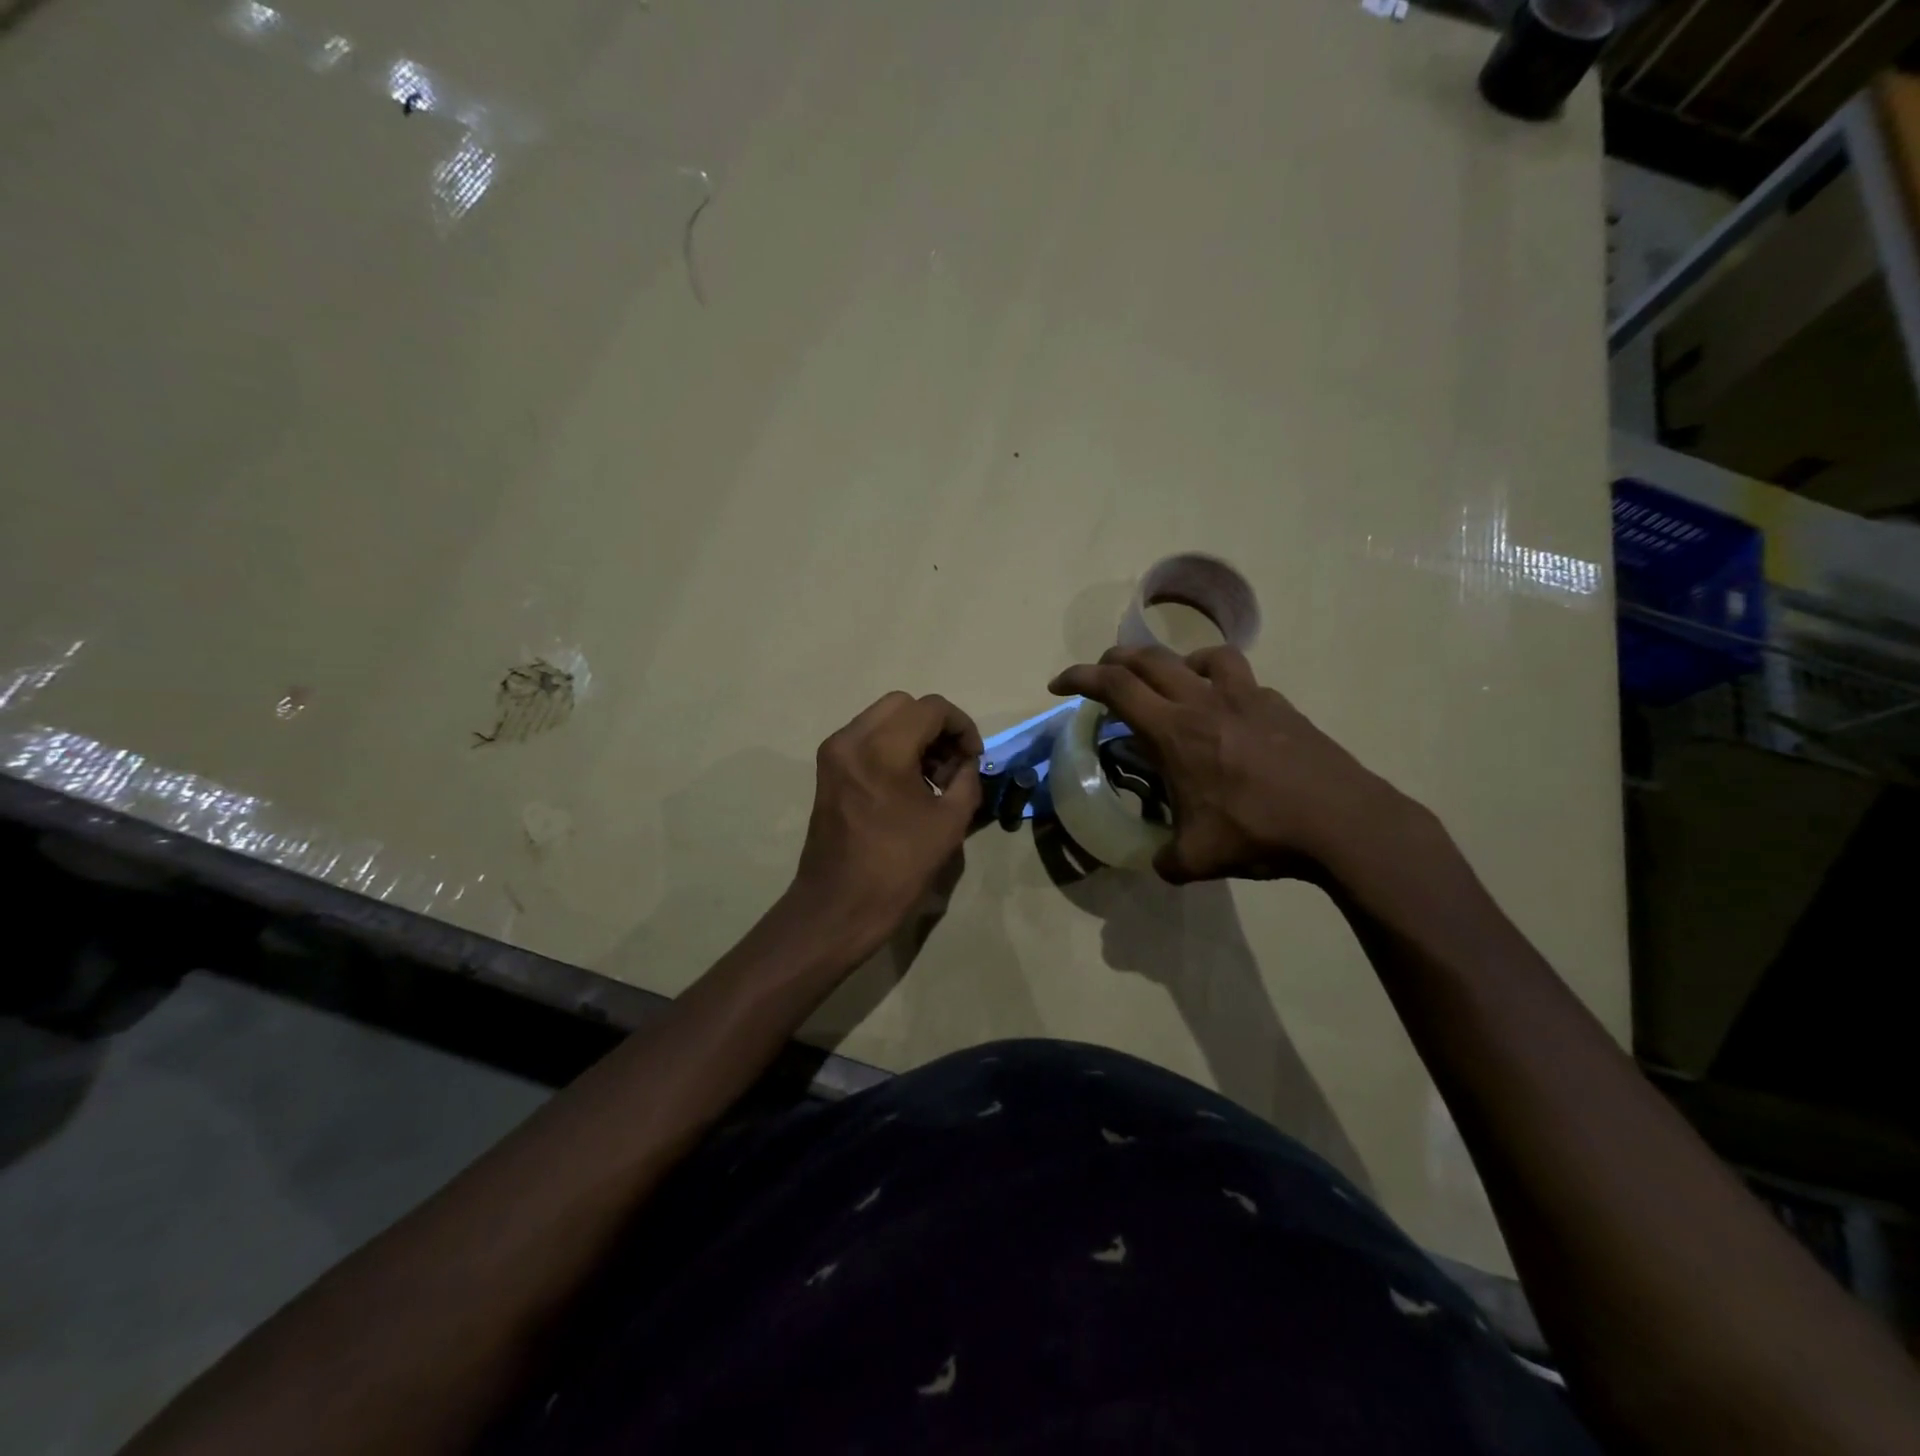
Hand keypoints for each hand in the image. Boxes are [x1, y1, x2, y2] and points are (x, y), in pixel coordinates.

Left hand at [789, 691, 983, 952]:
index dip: (961, 726)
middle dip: (936, 727)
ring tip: (934, 777)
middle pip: (904, 705)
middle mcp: (851, 739)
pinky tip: (908, 784)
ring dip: (914, 735)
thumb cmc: (898, 867)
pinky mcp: (828, 770)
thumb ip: (967, 780)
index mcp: (882, 749)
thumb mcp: (950, 823)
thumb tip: (967, 762)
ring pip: (883, 718)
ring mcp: (834, 753)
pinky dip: (892, 747)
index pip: (931, 709)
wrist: (839, 906)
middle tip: (953, 762)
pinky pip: (866, 738)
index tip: (974, 757)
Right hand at [1049, 646, 1410, 883]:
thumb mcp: (1197, 859)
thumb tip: (1160, 864)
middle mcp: (1205, 701)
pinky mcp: (1280, 706)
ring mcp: (1247, 697)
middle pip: (1149, 658)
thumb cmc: (1259, 832)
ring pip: (1201, 655)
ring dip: (1174, 662)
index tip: (1058, 684)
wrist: (1343, 823)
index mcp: (1174, 731)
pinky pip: (1242, 680)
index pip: (1114, 686)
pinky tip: (1228, 715)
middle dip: (1115, 660)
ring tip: (1171, 684)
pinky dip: (1221, 685)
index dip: (1079, 677)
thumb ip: (1166, 860)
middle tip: (1102, 677)